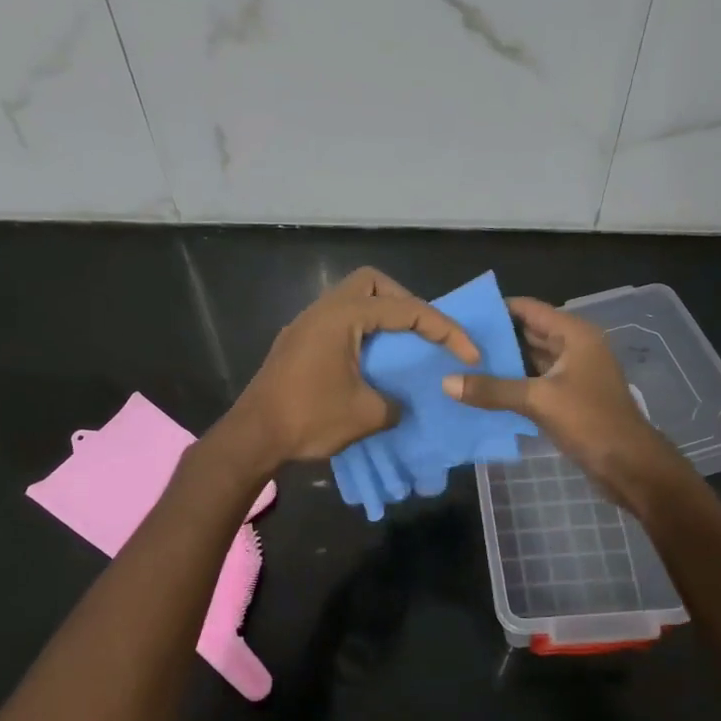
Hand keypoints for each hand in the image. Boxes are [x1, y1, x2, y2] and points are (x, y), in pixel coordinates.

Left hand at [220, 267, 478, 469]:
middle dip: (405, 301)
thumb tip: (397, 403)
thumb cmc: (308, 419)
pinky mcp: (297, 343)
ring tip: (403, 345)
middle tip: (424, 331)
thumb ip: (395, 403)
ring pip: (351, 300)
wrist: (252, 437)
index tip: (468, 353)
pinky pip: (338, 321)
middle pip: (371, 283)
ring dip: (381, 316)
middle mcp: (322, 310)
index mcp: (342, 317)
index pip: (405, 310)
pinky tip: (371, 361)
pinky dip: (362, 331)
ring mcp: (306, 325)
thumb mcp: (366, 415)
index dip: (444, 329)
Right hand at [443, 297, 684, 505]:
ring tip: (460, 364)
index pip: (529, 309)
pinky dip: (512, 384)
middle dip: (495, 338)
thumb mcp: (538, 401)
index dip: (496, 309)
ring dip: (502, 363)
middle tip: (453, 341)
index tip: (461, 314)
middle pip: (528, 333)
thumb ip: (493, 389)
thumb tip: (447, 382)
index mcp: (574, 334)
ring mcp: (573, 373)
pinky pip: (534, 382)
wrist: (629, 465)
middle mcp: (575, 347)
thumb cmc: (590, 421)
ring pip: (530, 360)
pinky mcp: (569, 398)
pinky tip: (482, 390)